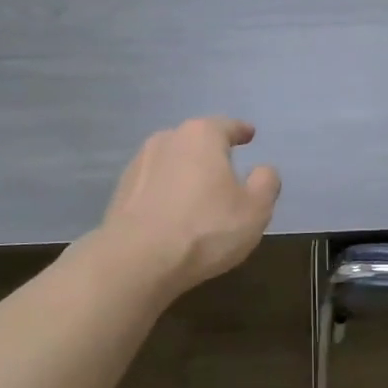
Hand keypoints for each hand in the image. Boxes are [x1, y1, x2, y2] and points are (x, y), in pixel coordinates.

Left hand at [97, 117, 281, 296]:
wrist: (137, 261)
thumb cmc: (206, 228)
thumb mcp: (255, 209)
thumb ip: (266, 183)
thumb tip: (263, 170)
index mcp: (201, 135)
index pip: (227, 126)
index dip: (241, 131)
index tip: (250, 134)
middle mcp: (167, 139)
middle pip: (196, 141)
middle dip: (211, 153)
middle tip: (227, 170)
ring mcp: (138, 164)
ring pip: (172, 162)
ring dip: (186, 174)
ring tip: (199, 195)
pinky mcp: (121, 192)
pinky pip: (154, 185)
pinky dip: (166, 193)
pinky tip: (173, 214)